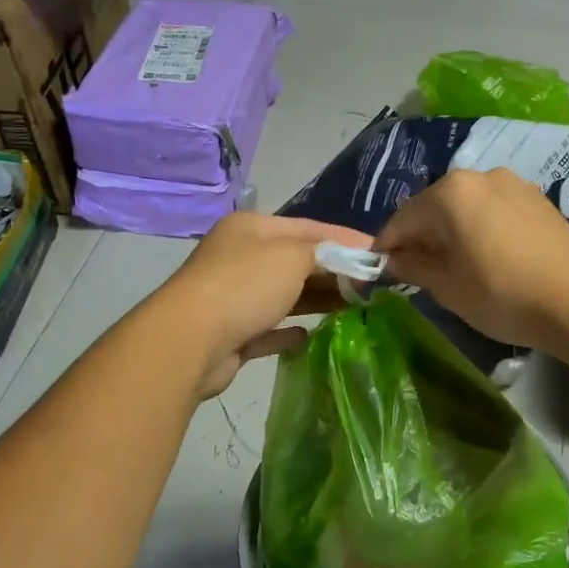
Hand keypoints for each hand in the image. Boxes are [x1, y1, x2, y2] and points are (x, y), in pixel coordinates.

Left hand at [157, 211, 373, 398]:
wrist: (190, 340)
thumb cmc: (245, 286)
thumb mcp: (292, 256)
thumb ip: (325, 253)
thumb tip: (352, 258)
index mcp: (251, 229)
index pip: (307, 227)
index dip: (344, 238)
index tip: (378, 254)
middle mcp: (239, 257)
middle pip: (295, 261)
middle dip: (332, 271)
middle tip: (370, 285)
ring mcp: (232, 297)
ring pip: (283, 296)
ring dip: (315, 300)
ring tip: (353, 308)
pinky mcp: (231, 334)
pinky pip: (266, 329)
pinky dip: (287, 332)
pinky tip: (308, 336)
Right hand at [374, 169, 568, 353]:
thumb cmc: (502, 294)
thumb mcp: (447, 286)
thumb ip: (412, 266)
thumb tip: (392, 260)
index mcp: (450, 192)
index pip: (401, 219)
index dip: (385, 248)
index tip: (377, 272)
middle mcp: (480, 176)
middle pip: (433, 208)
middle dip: (419, 238)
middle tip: (414, 273)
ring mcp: (513, 184)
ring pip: (464, 208)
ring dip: (450, 234)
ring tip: (452, 267)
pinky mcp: (537, 200)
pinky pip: (492, 211)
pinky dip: (478, 230)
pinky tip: (485, 258)